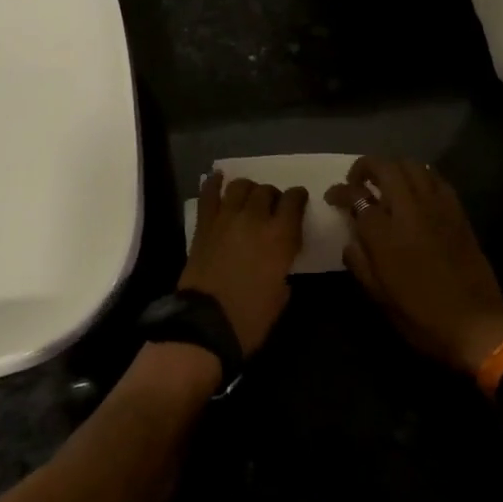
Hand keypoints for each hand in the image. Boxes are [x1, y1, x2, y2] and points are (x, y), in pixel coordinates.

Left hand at [179, 175, 308, 356]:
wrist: (205, 323)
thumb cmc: (250, 318)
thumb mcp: (281, 296)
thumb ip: (283, 270)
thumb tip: (278, 263)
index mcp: (280, 237)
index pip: (294, 201)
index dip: (298, 198)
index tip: (298, 201)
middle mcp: (255, 219)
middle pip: (267, 191)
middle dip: (273, 196)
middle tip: (272, 208)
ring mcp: (226, 219)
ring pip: (240, 186)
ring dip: (248, 189)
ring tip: (249, 198)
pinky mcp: (204, 225)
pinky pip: (208, 195)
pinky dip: (214, 183)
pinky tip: (218, 177)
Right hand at [326, 157, 502, 375]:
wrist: (476, 325)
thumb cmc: (421, 317)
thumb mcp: (378, 296)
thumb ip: (359, 261)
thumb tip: (352, 240)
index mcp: (384, 234)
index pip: (355, 196)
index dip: (339, 192)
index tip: (333, 197)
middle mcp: (409, 210)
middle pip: (384, 167)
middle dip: (365, 167)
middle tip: (357, 182)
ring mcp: (437, 207)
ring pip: (412, 165)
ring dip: (393, 167)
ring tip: (386, 183)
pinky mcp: (458, 211)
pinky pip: (436, 178)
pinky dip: (420, 176)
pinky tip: (415, 192)